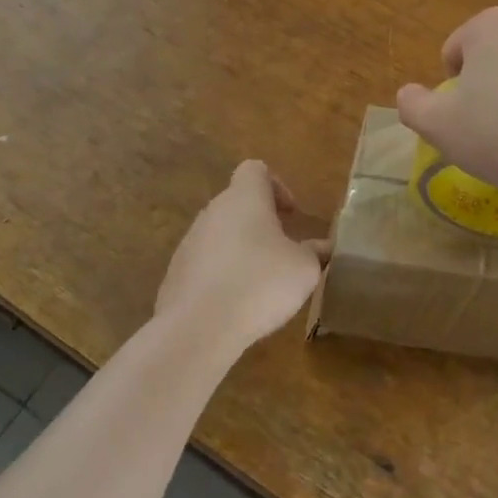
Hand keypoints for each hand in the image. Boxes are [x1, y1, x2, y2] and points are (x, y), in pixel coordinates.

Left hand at [156, 161, 329, 353]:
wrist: (198, 328)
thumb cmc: (260, 284)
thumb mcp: (304, 269)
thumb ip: (315, 253)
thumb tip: (322, 248)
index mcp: (245, 197)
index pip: (255, 170)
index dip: (276, 186)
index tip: (290, 215)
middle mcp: (214, 210)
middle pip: (238, 202)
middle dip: (260, 222)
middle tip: (282, 250)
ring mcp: (190, 241)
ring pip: (220, 233)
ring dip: (240, 248)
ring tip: (259, 281)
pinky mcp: (176, 272)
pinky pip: (204, 263)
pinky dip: (220, 274)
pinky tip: (234, 303)